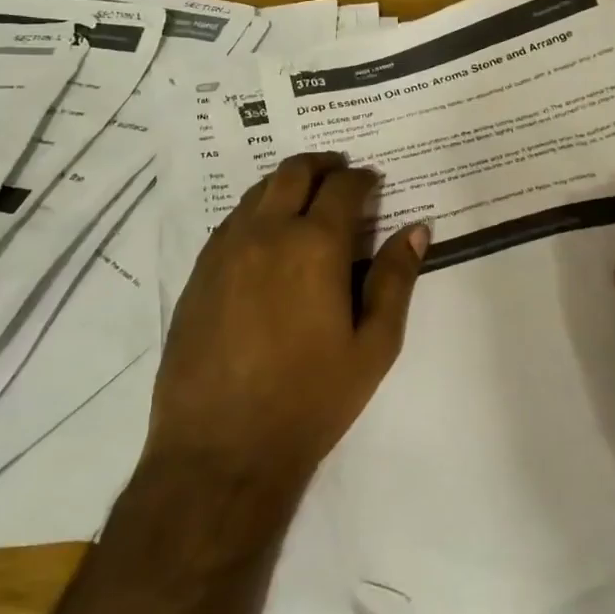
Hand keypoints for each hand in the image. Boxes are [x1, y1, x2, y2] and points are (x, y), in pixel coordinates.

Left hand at [146, 152, 428, 499]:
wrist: (222, 449)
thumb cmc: (310, 399)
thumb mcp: (373, 345)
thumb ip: (395, 280)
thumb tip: (416, 229)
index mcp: (314, 245)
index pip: (342, 188)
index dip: (362, 178)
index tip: (373, 181)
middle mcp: (266, 233)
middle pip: (293, 172)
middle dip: (322, 165)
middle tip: (339, 171)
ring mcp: (225, 250)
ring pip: (257, 192)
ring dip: (286, 183)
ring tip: (305, 197)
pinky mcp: (198, 273)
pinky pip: (231, 222)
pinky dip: (256, 211)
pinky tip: (266, 234)